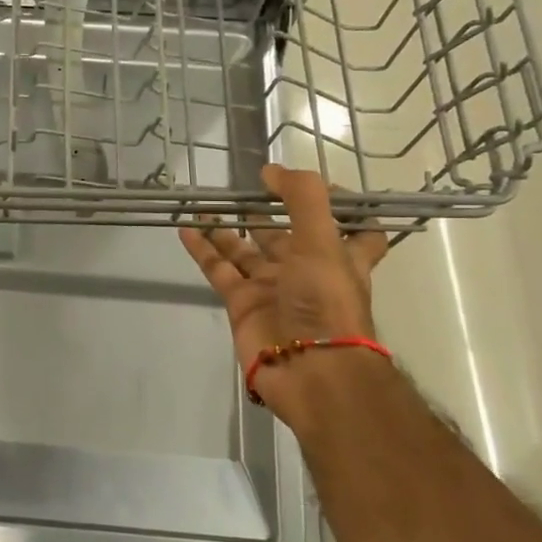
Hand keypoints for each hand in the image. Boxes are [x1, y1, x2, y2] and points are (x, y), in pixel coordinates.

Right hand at [179, 165, 389, 413]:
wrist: (308, 370)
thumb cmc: (326, 302)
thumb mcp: (322, 241)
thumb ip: (303, 198)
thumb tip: (272, 170)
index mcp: (339, 257)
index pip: (354, 230)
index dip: (343, 206)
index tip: (318, 184)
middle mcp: (307, 270)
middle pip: (286, 236)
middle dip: (267, 212)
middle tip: (242, 187)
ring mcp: (272, 288)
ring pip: (246, 250)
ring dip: (227, 227)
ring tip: (206, 202)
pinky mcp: (242, 304)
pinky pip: (219, 270)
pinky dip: (203, 249)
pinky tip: (187, 227)